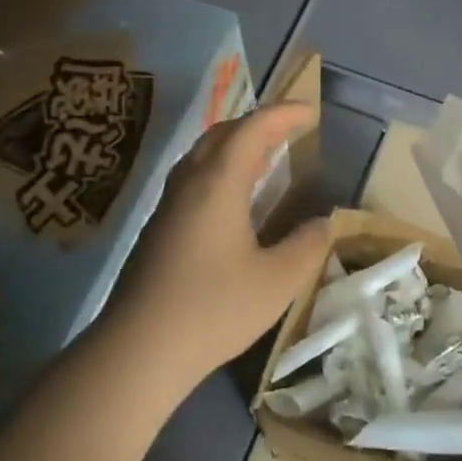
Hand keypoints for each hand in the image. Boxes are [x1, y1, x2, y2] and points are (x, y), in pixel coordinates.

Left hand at [97, 102, 329, 396]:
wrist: (139, 350)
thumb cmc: (214, 308)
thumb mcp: (278, 281)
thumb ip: (307, 246)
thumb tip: (322, 223)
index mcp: (219, 183)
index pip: (253, 128)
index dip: (283, 114)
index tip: (310, 110)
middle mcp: (190, 182)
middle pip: (223, 133)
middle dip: (258, 123)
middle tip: (290, 129)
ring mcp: (168, 205)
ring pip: (203, 154)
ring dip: (236, 144)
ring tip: (265, 155)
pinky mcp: (158, 228)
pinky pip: (193, 177)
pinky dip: (220, 168)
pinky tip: (233, 198)